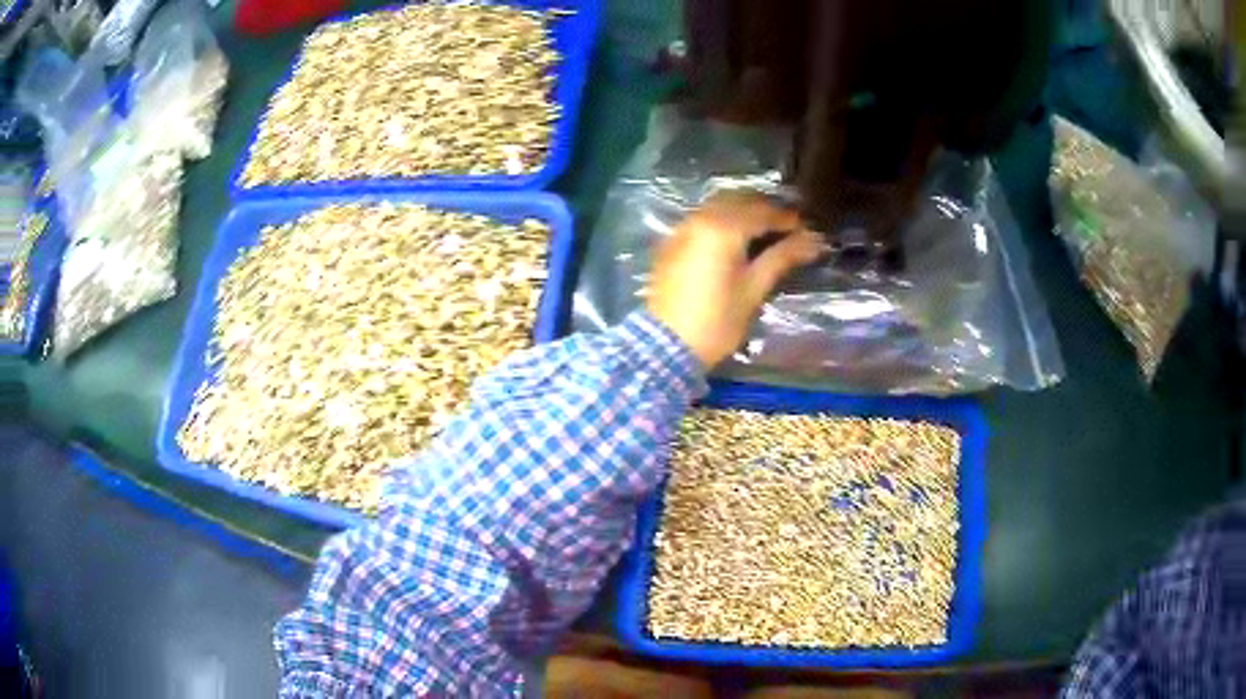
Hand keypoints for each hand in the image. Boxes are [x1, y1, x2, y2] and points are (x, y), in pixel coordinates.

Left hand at [646, 193, 824, 368]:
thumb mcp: (754, 289)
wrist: (666, 345)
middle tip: (788, 228)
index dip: (788, 219)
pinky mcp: (672, 241)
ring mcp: (682, 228)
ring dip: (743, 210)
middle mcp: (700, 218)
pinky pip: (702, 218)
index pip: (763, 212)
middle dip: (765, 209)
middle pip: (739, 200)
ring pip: (718, 205)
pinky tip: (736, 239)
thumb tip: (813, 240)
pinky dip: (723, 219)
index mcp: (723, 228)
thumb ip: (782, 257)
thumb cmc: (717, 321)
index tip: (808, 229)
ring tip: (765, 231)